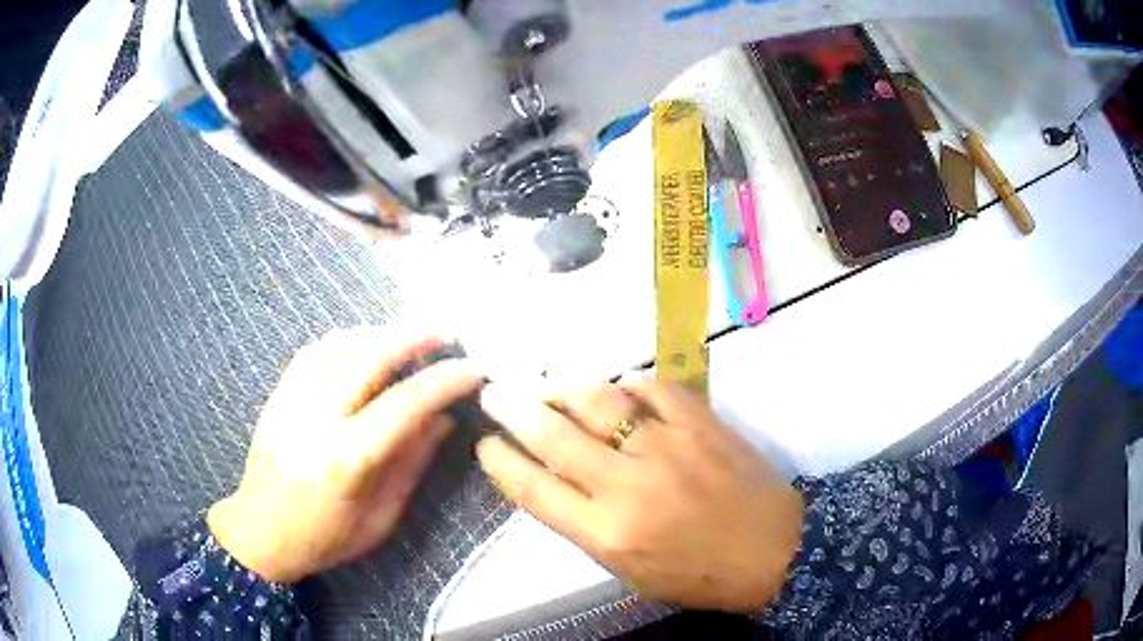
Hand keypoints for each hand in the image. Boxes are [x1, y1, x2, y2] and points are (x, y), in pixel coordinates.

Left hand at [207, 327, 482, 583]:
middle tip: (445, 333)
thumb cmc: (325, 538)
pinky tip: (363, 342)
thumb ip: (411, 464)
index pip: (404, 405)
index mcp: (346, 460)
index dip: (444, 382)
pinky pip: (312, 352)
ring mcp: (290, 402)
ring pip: (339, 347)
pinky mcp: (276, 396)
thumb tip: (444, 419)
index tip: (473, 370)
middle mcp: (316, 421)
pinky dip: (344, 340)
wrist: (260, 533)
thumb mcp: (380, 518)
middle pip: (368, 360)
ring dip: (380, 334)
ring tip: (410, 334)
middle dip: (413, 339)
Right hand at [477, 380, 802, 612]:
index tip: (486, 444)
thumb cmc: (696, 575)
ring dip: (564, 389)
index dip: (501, 461)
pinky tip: (619, 389)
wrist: (771, 551)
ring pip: (598, 401)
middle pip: (554, 435)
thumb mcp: (628, 570)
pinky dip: (628, 385)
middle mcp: (628, 485)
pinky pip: (653, 388)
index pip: (534, 488)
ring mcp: (667, 446)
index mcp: (606, 532)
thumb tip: (554, 478)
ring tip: (549, 386)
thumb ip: (586, 525)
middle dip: (513, 410)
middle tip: (494, 394)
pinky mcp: (701, 423)